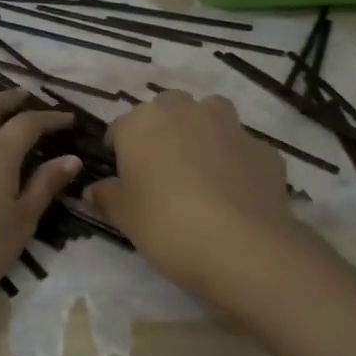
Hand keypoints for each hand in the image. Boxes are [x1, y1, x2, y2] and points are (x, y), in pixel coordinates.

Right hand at [86, 89, 306, 299]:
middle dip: (162, 129)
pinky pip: (241, 146)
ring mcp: (229, 126)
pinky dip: (234, 159)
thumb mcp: (124, 216)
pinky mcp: (263, 148)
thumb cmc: (167, 224)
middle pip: (167, 108)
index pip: (120, 127)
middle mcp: (185, 112)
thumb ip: (106, 196)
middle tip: (159, 168)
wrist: (242, 246)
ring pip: (210, 113)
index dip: (118, 149)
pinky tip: (233, 189)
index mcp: (143, 123)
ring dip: (202, 130)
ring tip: (199, 167)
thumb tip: (93, 190)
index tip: (120, 176)